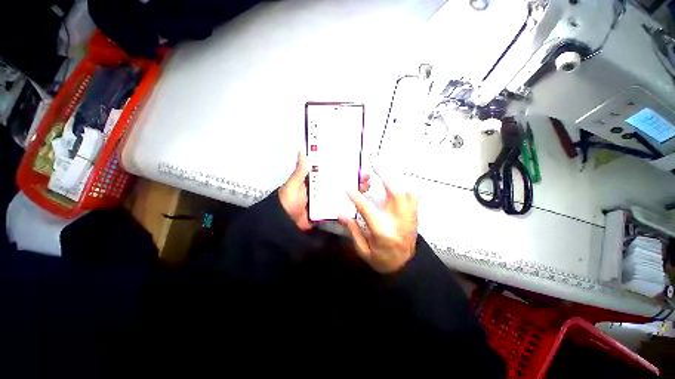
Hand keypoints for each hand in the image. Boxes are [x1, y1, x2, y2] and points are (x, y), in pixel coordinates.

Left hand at [279, 151, 370, 230]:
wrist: (286, 224)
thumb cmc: (288, 201)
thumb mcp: (293, 185)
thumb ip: (300, 171)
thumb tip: (302, 150)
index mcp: (314, 179)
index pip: (330, 170)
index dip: (342, 166)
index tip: (355, 162)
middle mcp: (321, 188)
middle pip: (339, 181)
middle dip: (353, 178)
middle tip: (366, 176)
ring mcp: (325, 199)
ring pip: (342, 193)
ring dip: (354, 189)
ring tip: (367, 186)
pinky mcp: (327, 210)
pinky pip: (339, 205)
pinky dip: (349, 203)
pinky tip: (359, 201)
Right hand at [339, 168, 418, 272]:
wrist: (405, 268)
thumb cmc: (382, 261)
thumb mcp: (363, 250)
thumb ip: (353, 231)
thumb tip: (342, 215)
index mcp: (383, 232)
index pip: (367, 209)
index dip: (356, 197)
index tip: (347, 188)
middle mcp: (398, 222)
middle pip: (394, 193)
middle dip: (383, 176)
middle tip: (373, 166)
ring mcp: (409, 218)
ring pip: (407, 192)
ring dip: (394, 180)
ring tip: (383, 173)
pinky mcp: (414, 217)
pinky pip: (414, 197)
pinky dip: (405, 187)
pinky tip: (397, 185)